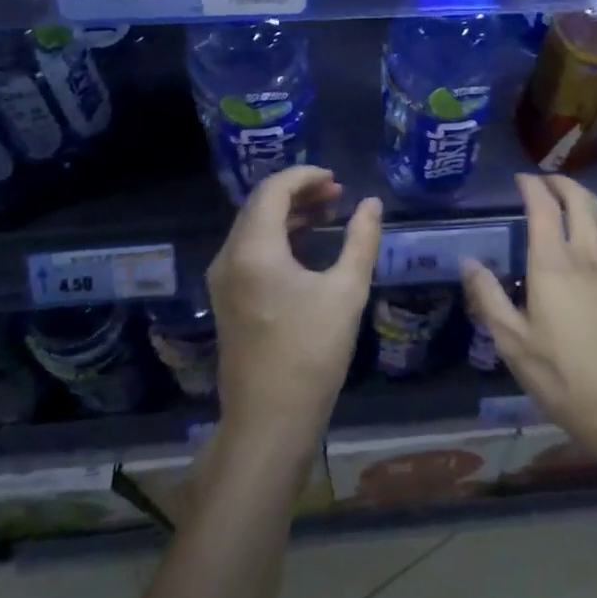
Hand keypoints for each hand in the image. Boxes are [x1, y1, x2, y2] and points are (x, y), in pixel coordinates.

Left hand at [209, 165, 380, 444]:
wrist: (270, 421)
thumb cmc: (311, 353)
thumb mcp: (346, 291)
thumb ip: (361, 240)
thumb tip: (373, 203)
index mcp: (253, 249)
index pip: (273, 190)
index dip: (305, 176)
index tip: (337, 178)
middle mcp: (229, 257)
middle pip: (260, 205)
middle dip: (299, 192)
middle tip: (338, 194)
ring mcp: (223, 280)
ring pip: (253, 227)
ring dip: (289, 214)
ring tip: (329, 214)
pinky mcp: (227, 300)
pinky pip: (250, 250)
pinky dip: (278, 238)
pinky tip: (307, 246)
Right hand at [462, 174, 596, 465]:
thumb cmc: (564, 376)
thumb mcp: (513, 343)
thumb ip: (489, 298)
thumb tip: (468, 262)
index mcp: (553, 264)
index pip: (543, 206)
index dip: (531, 186)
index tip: (520, 180)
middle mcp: (587, 253)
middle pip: (579, 199)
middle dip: (560, 183)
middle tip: (543, 182)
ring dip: (584, 195)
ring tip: (569, 197)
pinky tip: (596, 228)